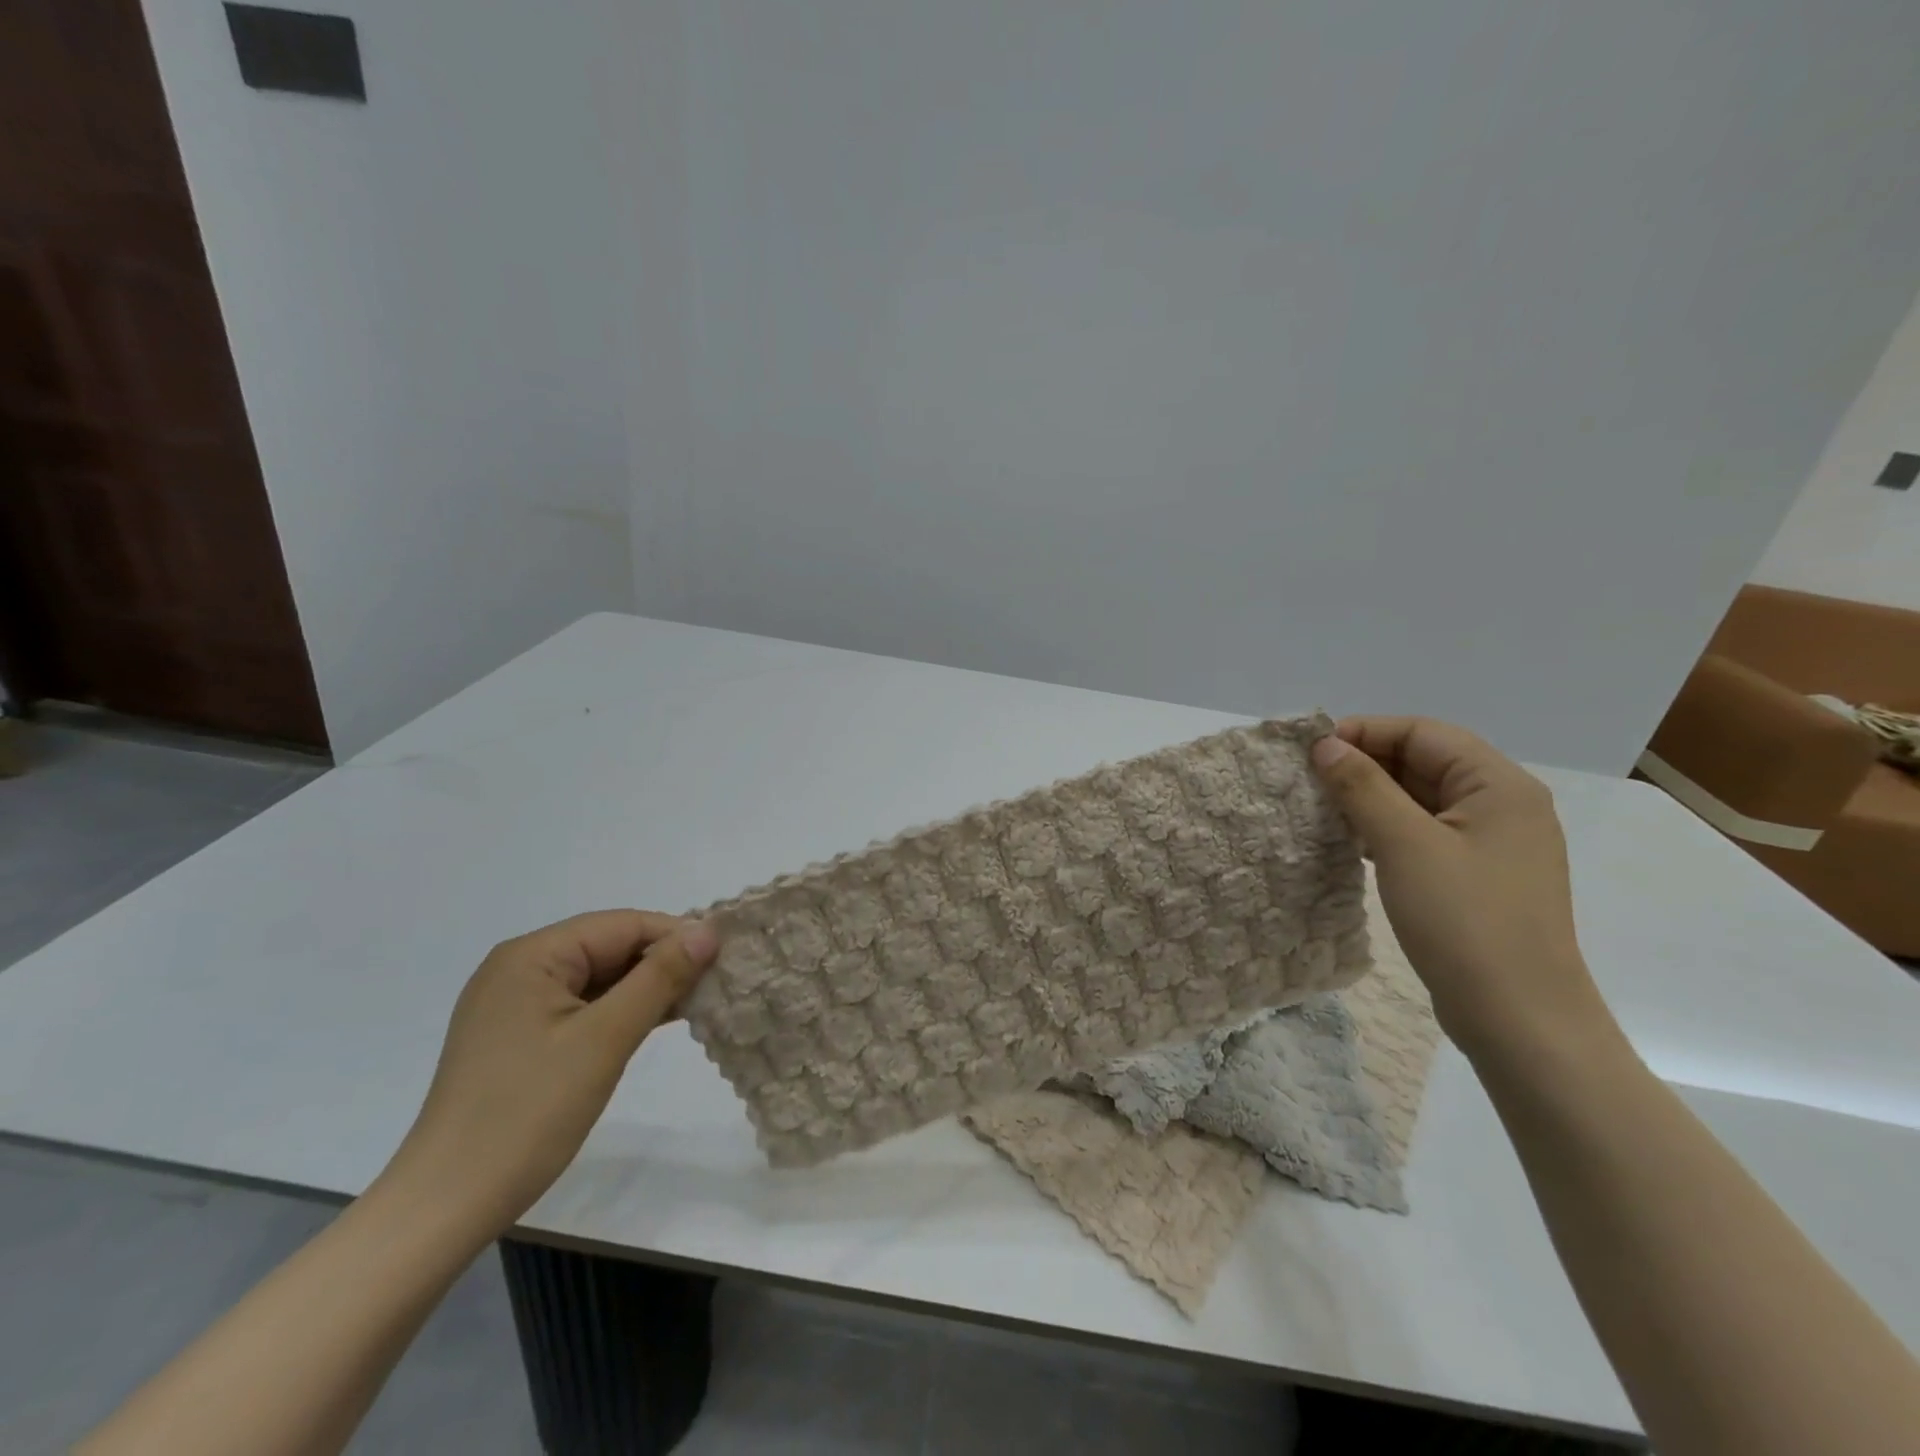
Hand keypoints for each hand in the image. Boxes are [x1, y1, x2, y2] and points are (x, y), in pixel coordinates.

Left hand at [384, 912, 718, 1238]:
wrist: (446, 1205)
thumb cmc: (528, 1112)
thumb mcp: (605, 1038)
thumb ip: (659, 977)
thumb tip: (708, 930)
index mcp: (532, 955)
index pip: (622, 925)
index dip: (676, 935)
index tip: (725, 957)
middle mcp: (520, 967)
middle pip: (610, 947)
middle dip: (663, 962)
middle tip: (717, 983)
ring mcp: (516, 1003)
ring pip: (599, 977)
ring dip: (646, 988)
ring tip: (698, 1002)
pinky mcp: (519, 1036)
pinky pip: (583, 1006)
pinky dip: (620, 1011)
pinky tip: (657, 1021)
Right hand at [1310, 716, 1614, 1056]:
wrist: (1519, 1018)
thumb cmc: (1465, 920)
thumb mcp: (1404, 844)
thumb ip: (1363, 786)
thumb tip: (1325, 744)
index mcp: (1500, 786)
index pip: (1424, 733)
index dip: (1366, 732)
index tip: (1312, 750)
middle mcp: (1503, 806)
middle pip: (1425, 762)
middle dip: (1366, 763)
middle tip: (1309, 779)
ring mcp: (1492, 844)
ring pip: (1422, 799)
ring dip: (1372, 797)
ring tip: (1321, 808)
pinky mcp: (1477, 877)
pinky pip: (1425, 833)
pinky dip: (1387, 829)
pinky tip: (1351, 842)